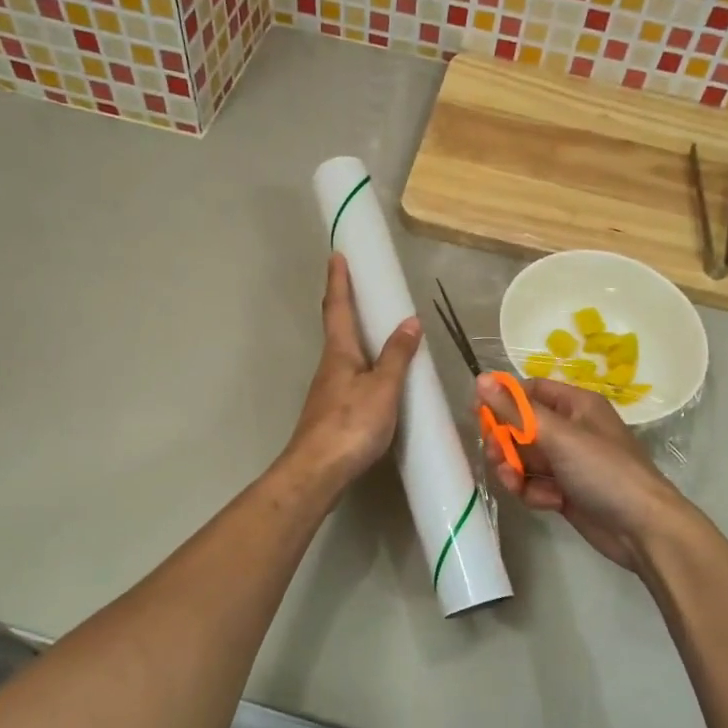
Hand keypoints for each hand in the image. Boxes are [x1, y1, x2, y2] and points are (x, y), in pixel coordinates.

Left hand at [283, 254, 421, 490]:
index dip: (339, 280)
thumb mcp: (383, 388)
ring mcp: (328, 390)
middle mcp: (329, 366)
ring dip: (354, 334)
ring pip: (342, 353)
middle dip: (343, 302)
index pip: (338, 307)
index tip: (336, 255)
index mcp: (340, 353)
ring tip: (374, 325)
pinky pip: (349, 376)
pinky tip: (374, 375)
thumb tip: (410, 321)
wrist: (317, 472)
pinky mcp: (332, 412)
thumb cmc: (351, 425)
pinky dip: (362, 363)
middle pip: (336, 327)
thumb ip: (397, 356)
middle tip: (355, 283)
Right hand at [476, 375, 688, 571]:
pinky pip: (535, 484)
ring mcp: (568, 463)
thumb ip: (516, 410)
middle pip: (521, 426)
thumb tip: (481, 378)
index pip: (530, 390)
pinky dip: (533, 492)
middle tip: (494, 454)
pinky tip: (546, 502)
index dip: (503, 399)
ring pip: (524, 458)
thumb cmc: (604, 470)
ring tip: (515, 482)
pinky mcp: (565, 492)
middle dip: (504, 441)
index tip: (477, 412)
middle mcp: (571, 429)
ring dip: (514, 470)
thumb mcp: (558, 436)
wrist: (643, 529)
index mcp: (576, 405)